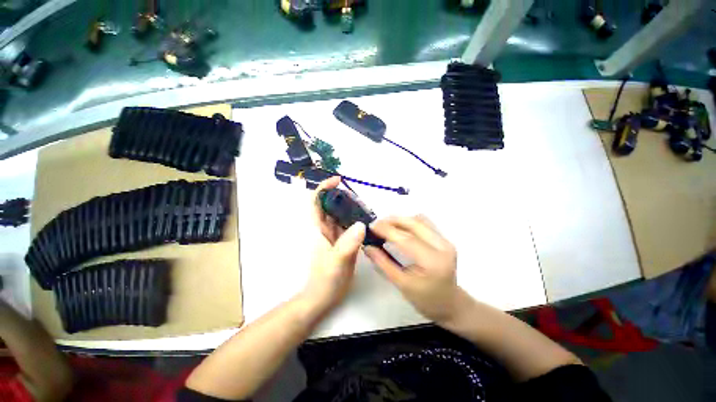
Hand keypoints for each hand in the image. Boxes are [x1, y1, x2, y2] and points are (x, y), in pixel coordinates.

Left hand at [303, 177, 365, 311]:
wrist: (323, 298)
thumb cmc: (325, 281)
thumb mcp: (336, 262)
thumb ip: (347, 244)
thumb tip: (361, 224)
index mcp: (319, 229)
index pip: (316, 202)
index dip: (324, 188)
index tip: (338, 181)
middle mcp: (325, 229)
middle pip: (331, 205)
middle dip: (342, 197)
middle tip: (360, 198)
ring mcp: (334, 236)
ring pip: (341, 215)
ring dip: (351, 208)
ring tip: (366, 208)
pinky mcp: (342, 242)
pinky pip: (349, 226)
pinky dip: (356, 220)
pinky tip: (367, 222)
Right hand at [365, 216, 460, 323]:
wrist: (451, 304)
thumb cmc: (426, 300)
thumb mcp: (401, 284)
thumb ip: (383, 263)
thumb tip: (367, 246)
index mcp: (432, 262)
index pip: (406, 239)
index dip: (387, 230)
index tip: (371, 226)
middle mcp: (442, 246)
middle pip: (414, 223)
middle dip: (393, 221)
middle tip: (376, 225)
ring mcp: (445, 240)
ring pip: (419, 219)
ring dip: (401, 220)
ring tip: (387, 227)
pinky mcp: (444, 238)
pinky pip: (424, 223)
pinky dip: (409, 222)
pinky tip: (400, 230)